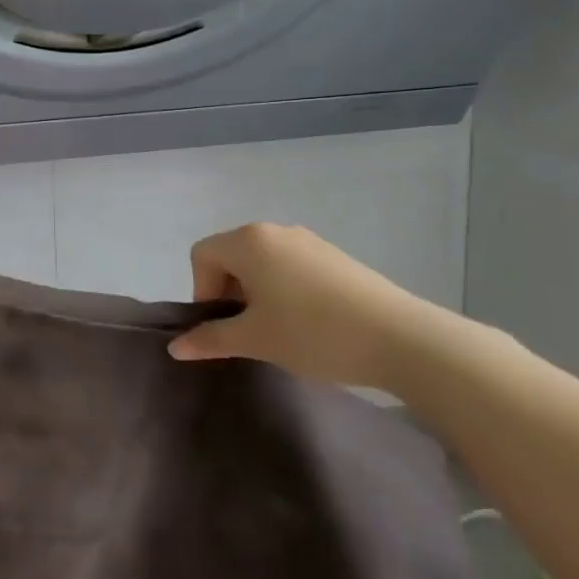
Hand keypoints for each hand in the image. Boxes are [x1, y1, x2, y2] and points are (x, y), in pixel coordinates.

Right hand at [168, 222, 444, 390]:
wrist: (403, 340)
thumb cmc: (313, 333)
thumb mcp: (254, 340)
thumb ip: (210, 339)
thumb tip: (175, 347)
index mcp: (248, 241)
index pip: (202, 256)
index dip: (203, 292)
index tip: (225, 326)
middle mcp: (275, 231)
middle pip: (231, 256)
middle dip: (229, 292)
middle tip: (250, 331)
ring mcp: (310, 242)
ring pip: (263, 263)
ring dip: (258, 293)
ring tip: (281, 330)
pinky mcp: (336, 258)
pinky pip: (292, 268)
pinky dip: (286, 291)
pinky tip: (310, 324)